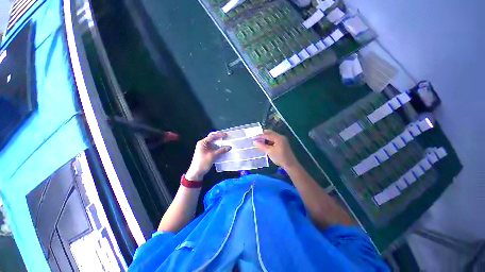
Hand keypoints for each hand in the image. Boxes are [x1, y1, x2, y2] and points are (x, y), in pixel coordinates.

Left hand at [186, 132, 230, 180]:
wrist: (196, 173)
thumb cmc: (203, 163)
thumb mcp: (213, 156)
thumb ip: (221, 150)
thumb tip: (229, 147)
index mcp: (202, 143)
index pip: (212, 136)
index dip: (219, 135)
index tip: (226, 134)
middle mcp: (203, 144)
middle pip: (212, 139)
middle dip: (219, 138)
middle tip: (226, 137)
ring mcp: (205, 148)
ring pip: (213, 143)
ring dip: (219, 143)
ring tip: (226, 142)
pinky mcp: (207, 152)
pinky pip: (213, 148)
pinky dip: (218, 147)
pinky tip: (223, 148)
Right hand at [254, 130, 298, 168]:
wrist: (290, 164)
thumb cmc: (279, 157)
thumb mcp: (269, 151)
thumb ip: (262, 146)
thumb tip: (255, 142)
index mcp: (278, 138)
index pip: (267, 135)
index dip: (259, 136)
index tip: (253, 138)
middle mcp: (281, 137)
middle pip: (270, 134)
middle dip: (263, 135)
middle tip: (256, 136)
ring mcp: (283, 140)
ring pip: (272, 137)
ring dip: (266, 138)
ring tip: (260, 140)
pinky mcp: (283, 144)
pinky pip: (275, 140)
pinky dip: (269, 141)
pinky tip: (266, 144)